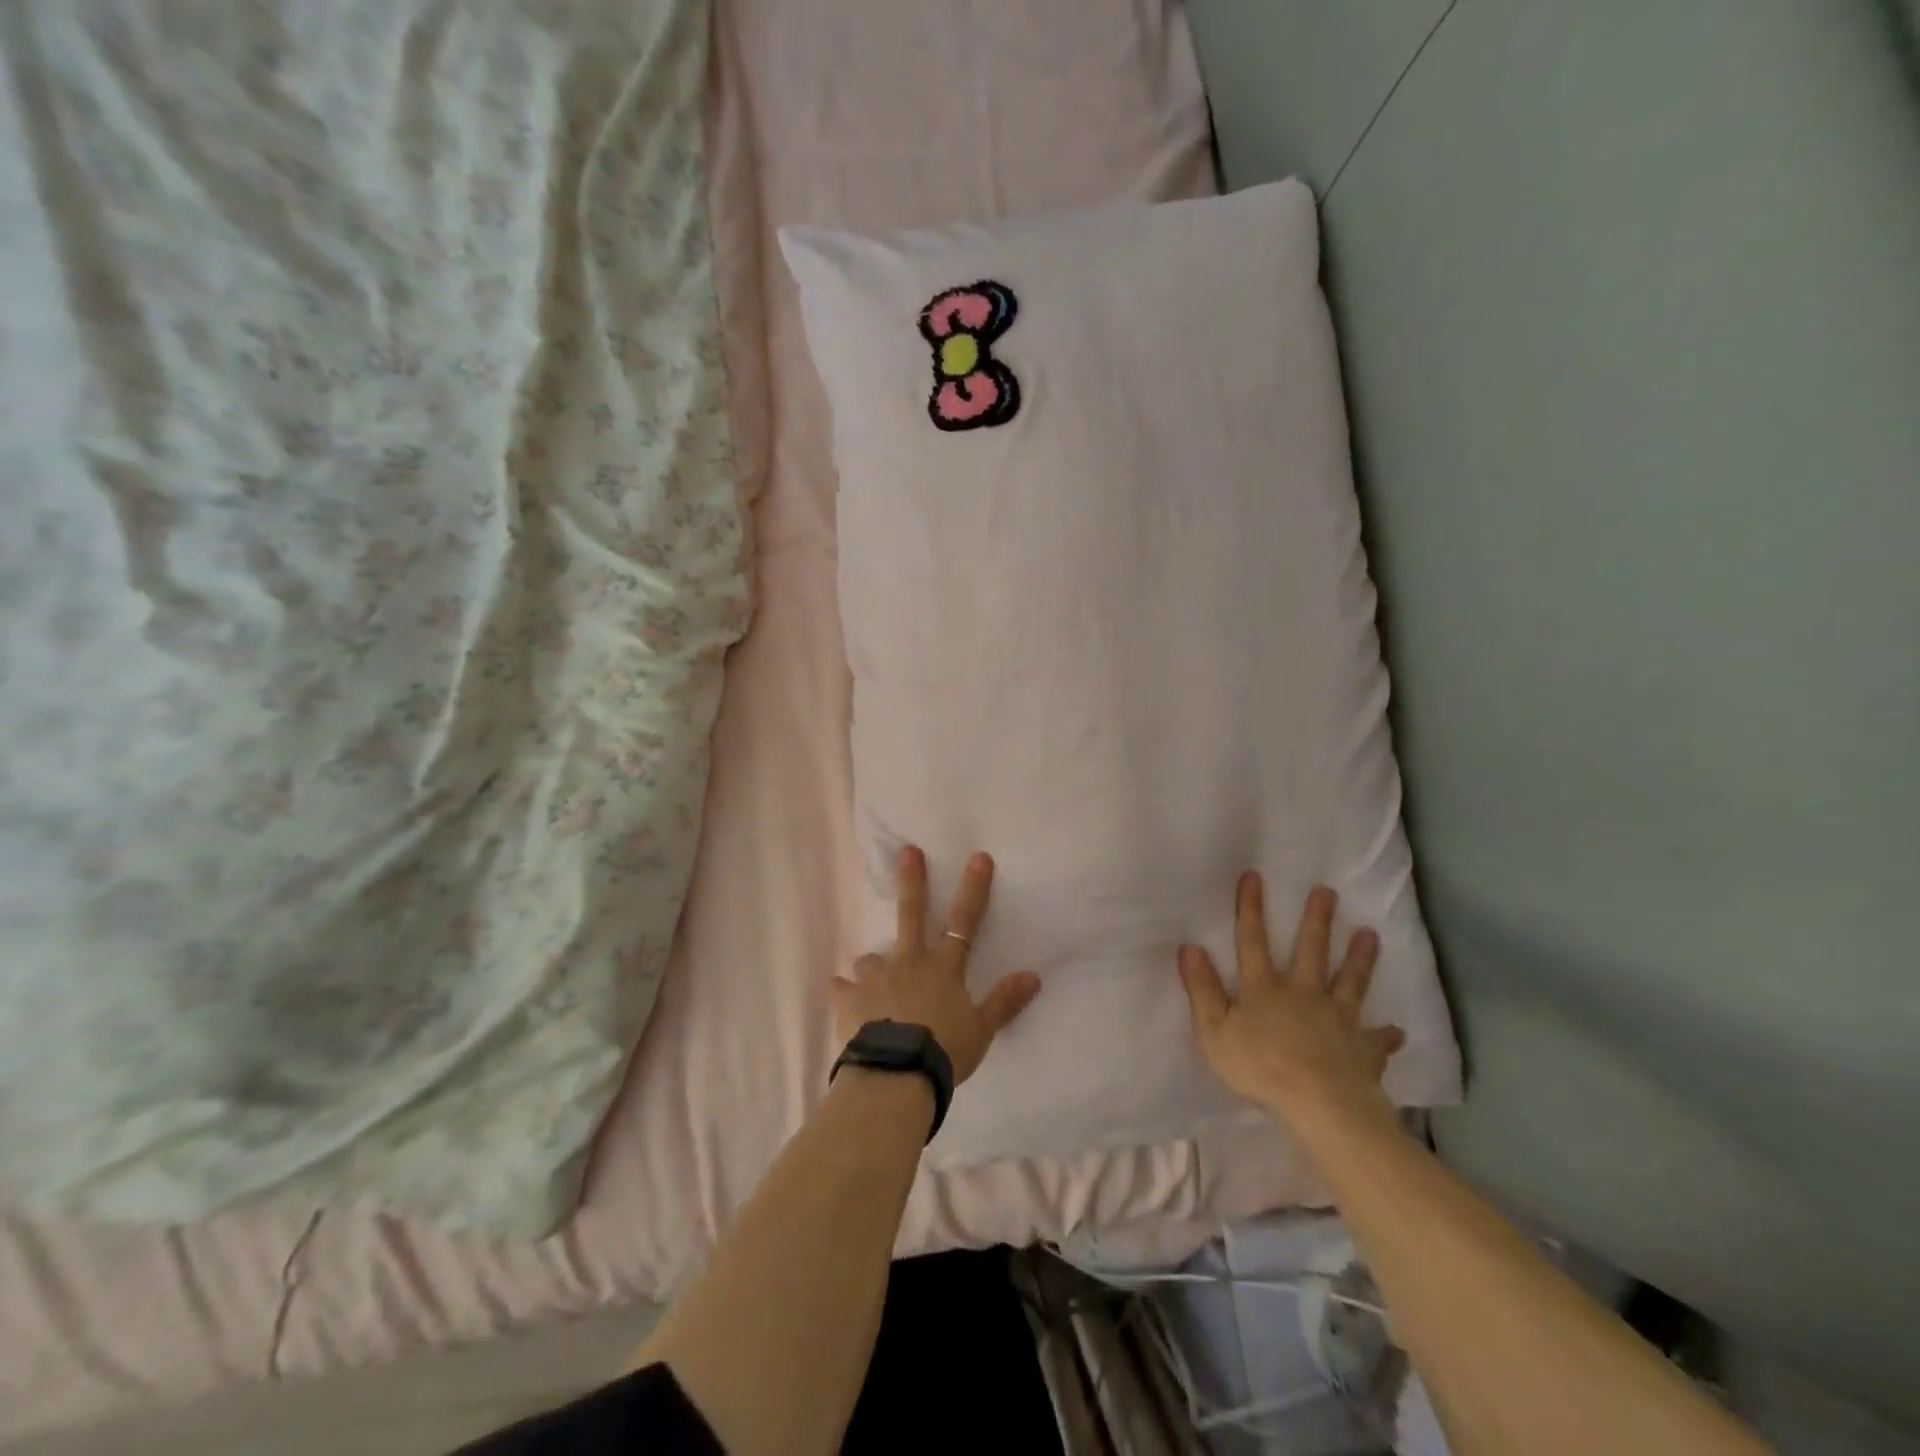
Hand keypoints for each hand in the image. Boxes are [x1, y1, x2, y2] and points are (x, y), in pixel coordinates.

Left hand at [831, 846, 1041, 1085]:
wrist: (895, 1077)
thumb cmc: (943, 1051)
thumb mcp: (981, 1031)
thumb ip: (1004, 1002)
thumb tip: (1034, 976)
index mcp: (942, 968)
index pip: (964, 921)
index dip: (973, 889)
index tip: (978, 857)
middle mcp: (908, 963)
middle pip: (911, 914)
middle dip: (912, 881)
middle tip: (907, 851)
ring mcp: (875, 979)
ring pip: (871, 958)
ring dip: (873, 963)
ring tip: (871, 974)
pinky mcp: (848, 1000)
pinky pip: (841, 989)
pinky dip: (843, 991)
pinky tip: (840, 994)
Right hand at [1177, 874, 1404, 1127]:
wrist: (1321, 1105)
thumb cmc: (1260, 1068)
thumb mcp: (1214, 1031)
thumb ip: (1202, 990)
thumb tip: (1190, 948)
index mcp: (1264, 989)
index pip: (1252, 941)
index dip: (1251, 909)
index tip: (1254, 876)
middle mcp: (1303, 994)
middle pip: (1310, 951)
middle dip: (1317, 920)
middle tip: (1328, 892)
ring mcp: (1338, 1019)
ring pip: (1350, 982)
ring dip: (1360, 959)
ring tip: (1371, 935)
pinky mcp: (1362, 1049)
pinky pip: (1376, 1040)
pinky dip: (1385, 1036)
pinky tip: (1397, 1032)